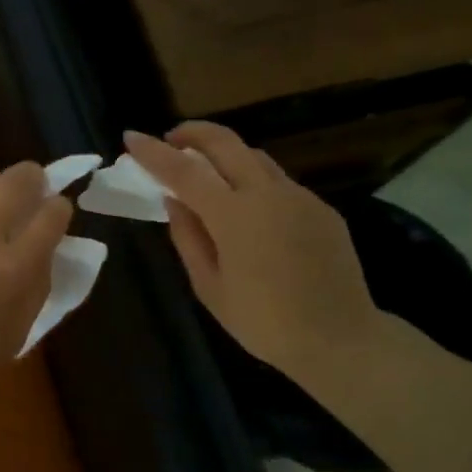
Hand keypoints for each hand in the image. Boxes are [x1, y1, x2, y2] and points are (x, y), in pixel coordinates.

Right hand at [125, 123, 386, 392]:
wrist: (341, 339)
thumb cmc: (264, 322)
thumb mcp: (209, 287)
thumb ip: (188, 237)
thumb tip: (174, 201)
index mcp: (234, 215)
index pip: (183, 171)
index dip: (153, 152)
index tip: (131, 137)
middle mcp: (268, 193)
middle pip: (226, 142)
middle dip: (193, 132)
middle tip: (171, 140)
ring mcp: (299, 197)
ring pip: (255, 157)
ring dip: (225, 153)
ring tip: (206, 172)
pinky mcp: (321, 208)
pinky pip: (279, 183)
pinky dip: (253, 182)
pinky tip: (248, 209)